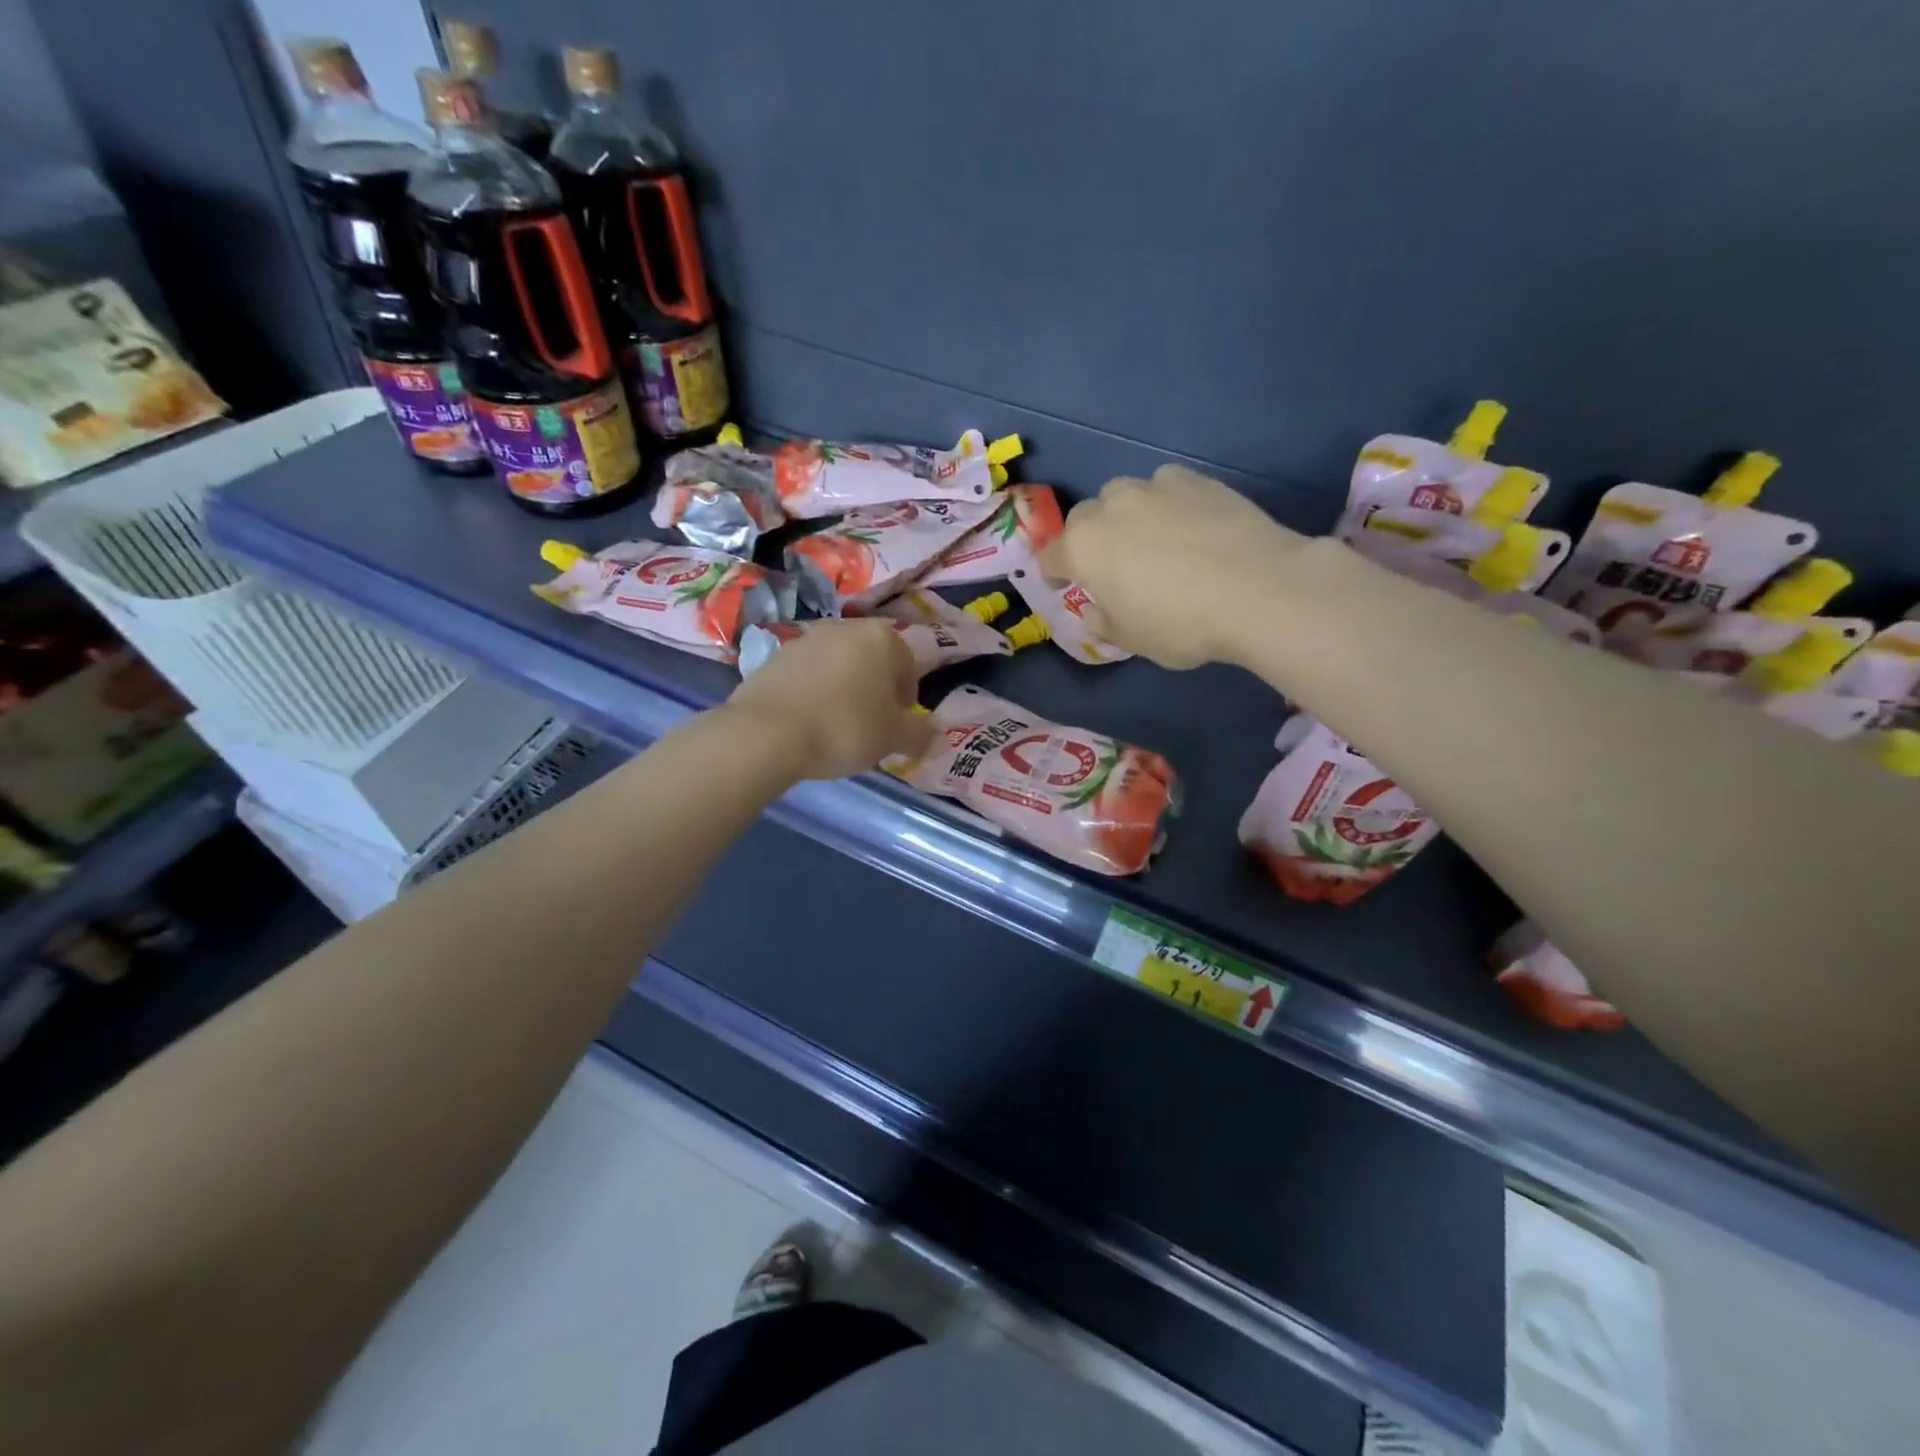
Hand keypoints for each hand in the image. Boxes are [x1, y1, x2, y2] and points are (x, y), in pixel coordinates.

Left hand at [722, 618, 933, 779]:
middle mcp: (845, 629)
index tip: (898, 725)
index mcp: (882, 638)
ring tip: (838, 724)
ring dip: (844, 687)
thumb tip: (940, 739)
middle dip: (876, 688)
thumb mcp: (892, 738)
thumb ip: (920, 735)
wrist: (766, 733)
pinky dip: (814, 692)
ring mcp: (805, 639)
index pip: (908, 665)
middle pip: (872, 659)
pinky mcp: (774, 657)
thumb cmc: (844, 728)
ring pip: (838, 664)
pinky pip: (807, 674)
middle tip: (871, 724)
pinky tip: (809, 721)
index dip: (907, 698)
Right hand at [1036, 464, 1305, 669]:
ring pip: (1123, 496)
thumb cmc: (1181, 623)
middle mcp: (1109, 508)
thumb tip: (1096, 611)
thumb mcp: (1133, 640)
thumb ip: (1104, 623)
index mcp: (1083, 548)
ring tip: (1150, 541)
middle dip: (1088, 540)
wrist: (1259, 589)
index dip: (1053, 574)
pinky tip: (1187, 525)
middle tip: (1110, 566)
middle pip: (1083, 519)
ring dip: (1124, 516)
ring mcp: (1153, 487)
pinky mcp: (1194, 479)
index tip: (1064, 586)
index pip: (1050, 557)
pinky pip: (1164, 487)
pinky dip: (1165, 503)